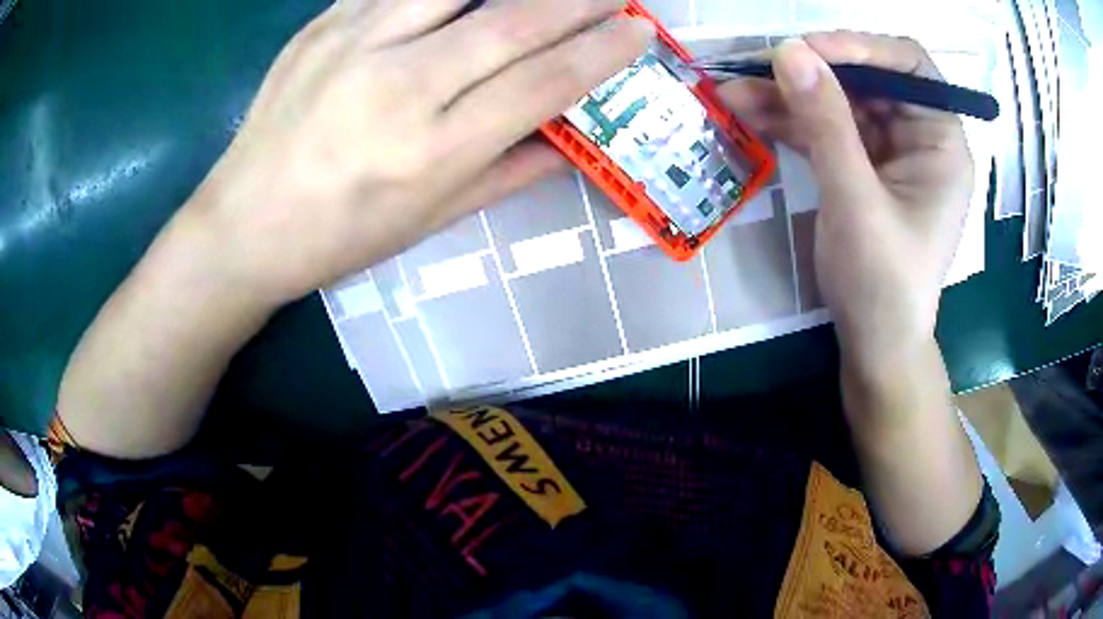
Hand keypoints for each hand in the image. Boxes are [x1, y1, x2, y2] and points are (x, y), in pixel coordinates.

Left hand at [180, 0, 652, 308]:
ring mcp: (353, 44)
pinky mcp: (322, 25)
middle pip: (509, 24)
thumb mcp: (430, 220)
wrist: (243, 224)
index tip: (639, 30)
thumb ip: (508, 172)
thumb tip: (573, 140)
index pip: (541, 84)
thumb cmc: (338, 237)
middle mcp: (396, 87)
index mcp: (429, 152)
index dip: (600, 53)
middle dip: (577, 2)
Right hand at [719, 33, 972, 368]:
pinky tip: (750, 114)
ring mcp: (889, 150)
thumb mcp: (857, 202)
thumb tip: (787, 51)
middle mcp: (919, 136)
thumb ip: (827, 124)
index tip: (804, 50)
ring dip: (788, 96)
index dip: (860, 48)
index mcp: (941, 142)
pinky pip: (826, 129)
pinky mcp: (862, 166)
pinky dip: (790, 121)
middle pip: (866, 79)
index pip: (910, 66)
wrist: (875, 345)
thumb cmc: (884, 285)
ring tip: (733, 93)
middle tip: (753, 68)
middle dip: (811, 72)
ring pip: (838, 101)